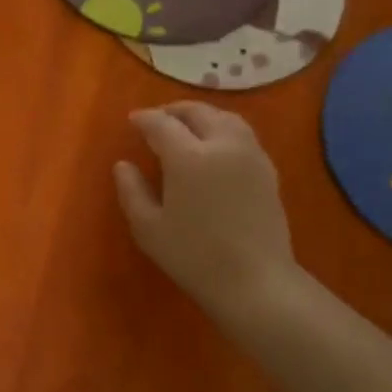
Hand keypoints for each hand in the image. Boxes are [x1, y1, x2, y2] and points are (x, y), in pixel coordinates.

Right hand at [114, 103, 302, 325]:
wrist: (254, 281)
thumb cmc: (193, 257)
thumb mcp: (148, 228)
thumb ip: (132, 191)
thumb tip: (123, 165)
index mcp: (188, 156)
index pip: (162, 124)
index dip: (144, 119)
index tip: (133, 121)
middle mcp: (222, 144)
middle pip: (198, 112)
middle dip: (175, 110)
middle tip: (158, 118)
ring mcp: (251, 155)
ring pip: (226, 118)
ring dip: (203, 115)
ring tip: (188, 126)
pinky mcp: (268, 170)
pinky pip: (243, 135)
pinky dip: (224, 129)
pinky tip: (215, 146)